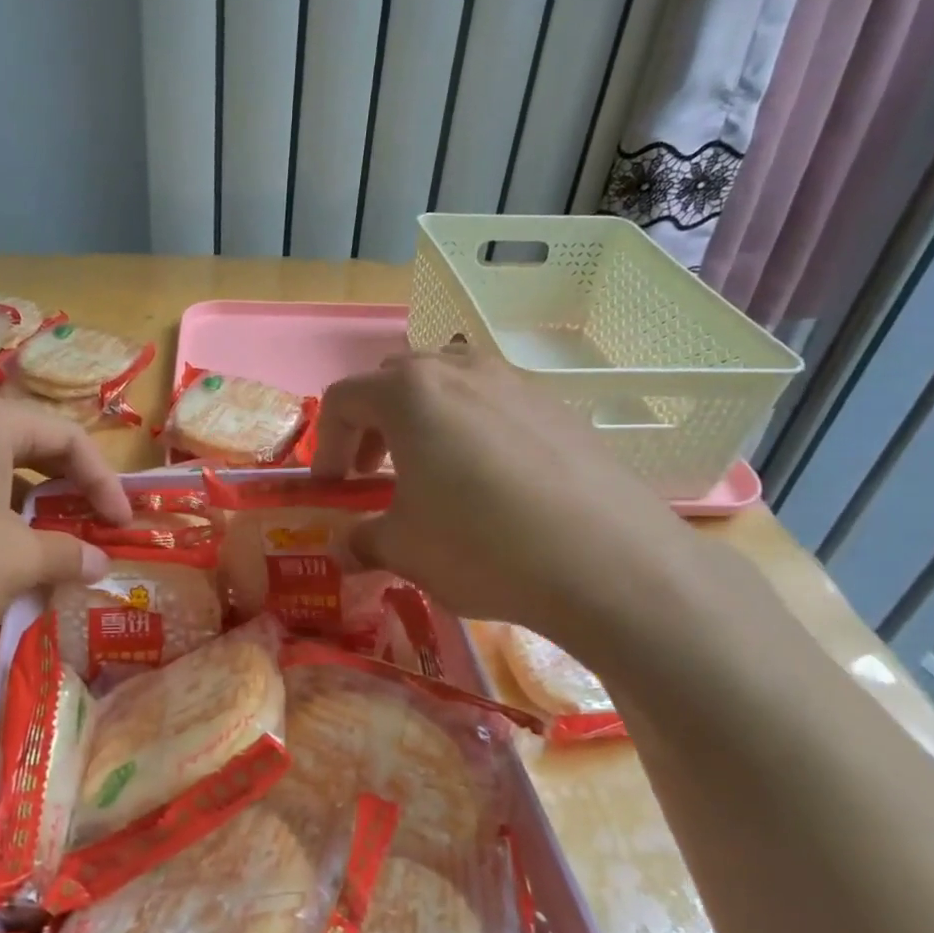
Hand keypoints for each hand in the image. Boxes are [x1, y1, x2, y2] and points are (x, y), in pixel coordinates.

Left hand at [0, 390, 130, 668]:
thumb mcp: (15, 563)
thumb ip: (66, 556)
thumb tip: (100, 563)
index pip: (69, 438)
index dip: (105, 483)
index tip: (121, 525)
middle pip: (27, 445)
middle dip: (63, 490)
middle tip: (84, 526)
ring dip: (21, 506)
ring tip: (34, 548)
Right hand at [310, 348, 707, 668]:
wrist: (609, 561)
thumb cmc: (481, 545)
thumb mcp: (405, 550)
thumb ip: (363, 540)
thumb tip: (345, 548)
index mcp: (411, 393)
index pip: (344, 399)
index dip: (325, 445)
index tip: (331, 489)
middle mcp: (461, 371)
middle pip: (395, 381)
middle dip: (372, 425)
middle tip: (372, 474)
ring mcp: (516, 384)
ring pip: (448, 387)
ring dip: (423, 424)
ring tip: (430, 475)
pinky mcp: (558, 409)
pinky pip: (495, 406)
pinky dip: (471, 433)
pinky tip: (490, 487)